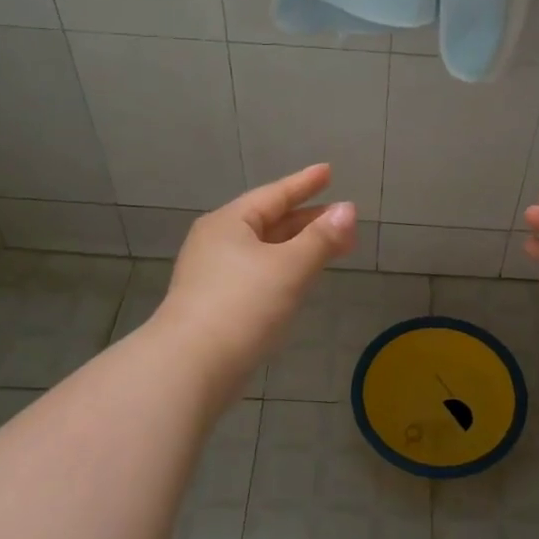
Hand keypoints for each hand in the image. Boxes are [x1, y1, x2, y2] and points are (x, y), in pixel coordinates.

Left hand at [157, 163, 356, 397]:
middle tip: (342, 218)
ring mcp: (213, 275)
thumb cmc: (243, 305)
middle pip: (269, 222)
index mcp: (229, 223)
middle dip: (308, 220)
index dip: (304, 184)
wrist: (191, 367)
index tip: (328, 172)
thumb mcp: (290, 267)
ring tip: (330, 247)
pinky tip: (299, 280)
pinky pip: (258, 274)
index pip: (274, 195)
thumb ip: (321, 238)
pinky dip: (284, 269)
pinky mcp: (216, 304)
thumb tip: (348, 210)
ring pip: (264, 250)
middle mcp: (217, 242)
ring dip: (298, 246)